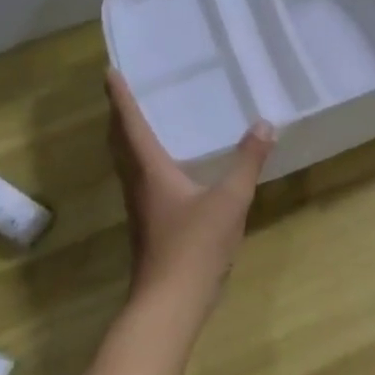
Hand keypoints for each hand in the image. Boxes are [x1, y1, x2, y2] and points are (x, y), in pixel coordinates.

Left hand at [107, 68, 274, 308]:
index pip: (131, 125)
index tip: (110, 73)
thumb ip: (247, 161)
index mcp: (151, 171)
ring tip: (140, 122)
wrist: (171, 301)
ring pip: (127, 164)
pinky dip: (144, 163)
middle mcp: (138, 185)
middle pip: (120, 144)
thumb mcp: (230, 199)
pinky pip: (141, 182)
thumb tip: (264, 124)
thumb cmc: (195, 245)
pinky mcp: (150, 226)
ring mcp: (141, 208)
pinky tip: (166, 170)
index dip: (121, 98)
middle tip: (122, 93)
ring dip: (128, 140)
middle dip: (119, 117)